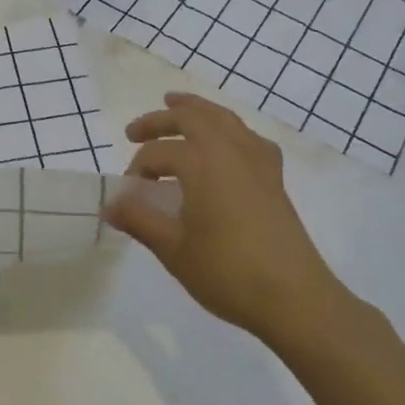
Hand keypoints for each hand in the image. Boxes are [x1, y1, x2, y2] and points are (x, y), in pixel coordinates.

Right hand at [103, 92, 360, 354]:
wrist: (295, 300)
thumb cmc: (227, 273)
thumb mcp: (173, 249)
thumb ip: (139, 220)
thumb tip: (108, 206)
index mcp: (201, 164)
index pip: (157, 154)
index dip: (136, 170)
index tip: (128, 196)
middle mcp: (229, 151)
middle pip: (190, 118)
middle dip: (159, 120)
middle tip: (134, 131)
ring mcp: (257, 161)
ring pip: (222, 118)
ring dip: (196, 109)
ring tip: (176, 104)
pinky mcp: (274, 178)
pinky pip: (248, 136)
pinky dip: (229, 128)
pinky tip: (225, 141)